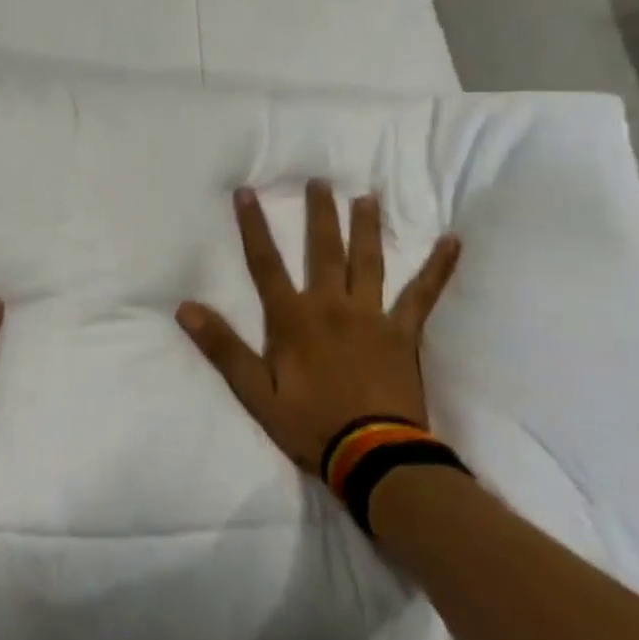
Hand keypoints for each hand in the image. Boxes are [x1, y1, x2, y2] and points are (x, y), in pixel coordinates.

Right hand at [177, 182, 461, 475]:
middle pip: (323, 250)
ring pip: (369, 261)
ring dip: (367, 227)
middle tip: (320, 181)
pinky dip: (438, 268)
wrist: (375, 457)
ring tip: (367, 197)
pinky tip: (452, 242)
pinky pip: (423, 295)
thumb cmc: (310, 425)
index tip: (247, 192)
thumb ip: (223, 347)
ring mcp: (372, 316)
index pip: (265, 262)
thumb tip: (186, 308)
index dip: (253, 226)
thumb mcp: (255, 393)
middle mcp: (331, 305)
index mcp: (293, 318)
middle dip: (319, 214)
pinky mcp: (403, 333)